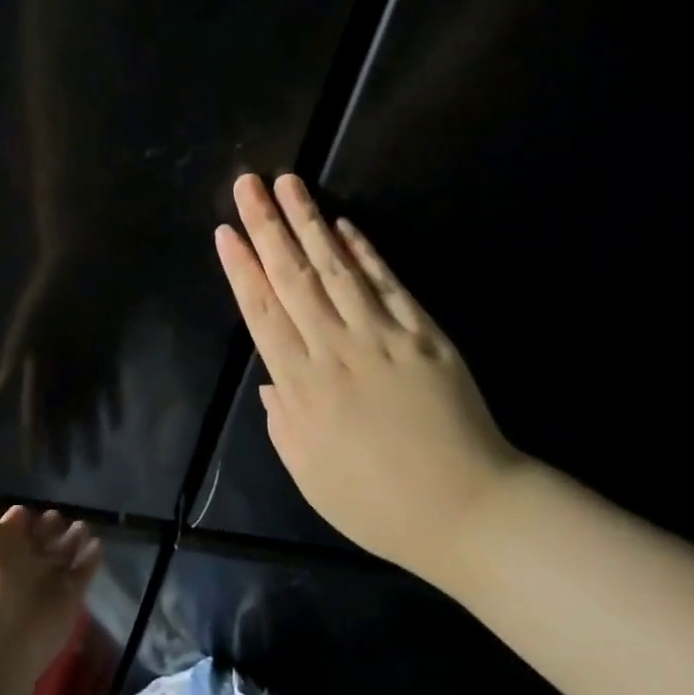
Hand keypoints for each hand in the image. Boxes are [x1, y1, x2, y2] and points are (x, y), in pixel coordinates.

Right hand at [0, 245, 129, 471]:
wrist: (87, 260)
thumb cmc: (53, 288)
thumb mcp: (31, 317)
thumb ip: (16, 350)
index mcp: (38, 361)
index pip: (35, 408)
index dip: (35, 436)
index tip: (34, 465)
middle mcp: (61, 367)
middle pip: (61, 413)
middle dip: (61, 443)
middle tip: (65, 476)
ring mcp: (84, 361)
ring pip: (85, 405)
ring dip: (87, 431)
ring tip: (91, 460)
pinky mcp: (106, 351)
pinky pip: (108, 384)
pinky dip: (111, 404)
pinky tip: (114, 425)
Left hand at [0, 478, 101, 681]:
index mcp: (0, 548)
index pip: (13, 528)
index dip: (19, 518)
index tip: (28, 508)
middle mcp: (24, 564)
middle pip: (41, 540)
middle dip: (51, 526)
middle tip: (60, 516)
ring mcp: (48, 582)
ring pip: (64, 555)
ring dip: (74, 539)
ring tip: (83, 526)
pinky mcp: (70, 598)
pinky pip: (84, 573)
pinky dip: (91, 559)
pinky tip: (98, 544)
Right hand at [213, 172, 532, 585]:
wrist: (466, 510)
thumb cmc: (378, 503)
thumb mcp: (310, 475)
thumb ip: (283, 423)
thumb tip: (270, 382)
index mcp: (302, 387)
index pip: (262, 313)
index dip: (242, 269)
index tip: (226, 233)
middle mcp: (335, 349)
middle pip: (293, 278)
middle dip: (266, 228)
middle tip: (248, 186)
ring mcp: (382, 336)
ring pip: (336, 269)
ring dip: (309, 222)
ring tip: (289, 184)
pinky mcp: (423, 334)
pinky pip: (387, 284)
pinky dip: (365, 251)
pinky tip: (346, 224)